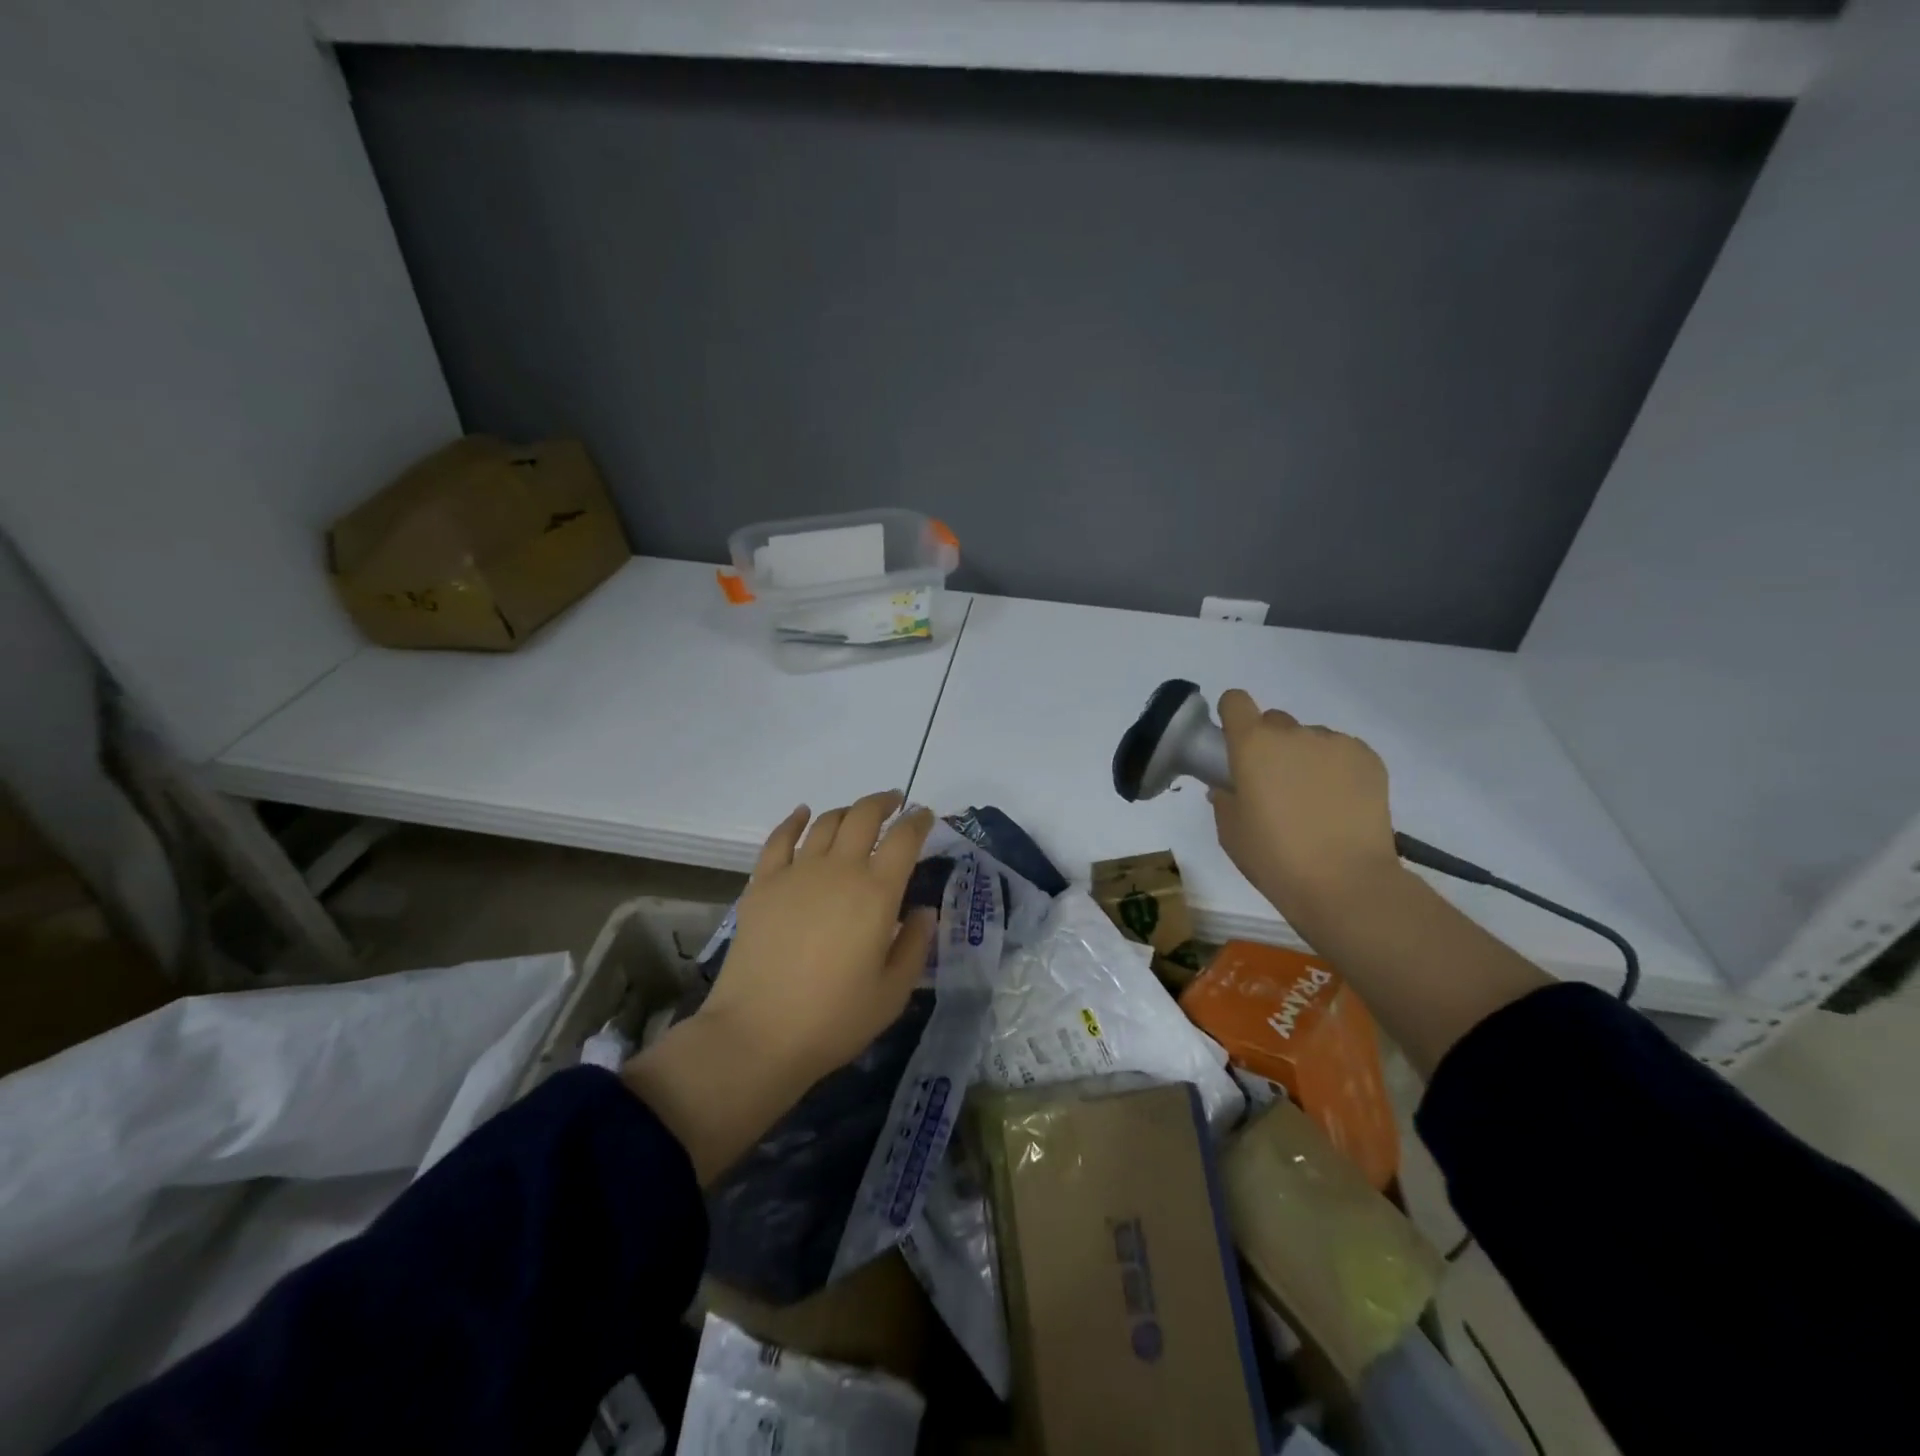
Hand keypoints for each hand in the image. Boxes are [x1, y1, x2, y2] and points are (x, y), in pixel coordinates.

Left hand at [700, 791, 936, 1091]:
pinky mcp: (762, 884)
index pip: (904, 839)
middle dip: (884, 803)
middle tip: (895, 803)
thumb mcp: (893, 992)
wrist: (758, 1034)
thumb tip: (924, 911)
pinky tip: (802, 814)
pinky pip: (780, 838)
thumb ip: (915, 945)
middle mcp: (839, 870)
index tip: (925, 816)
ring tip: (856, 815)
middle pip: (864, 816)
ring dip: (846, 811)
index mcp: (876, 893)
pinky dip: (794, 820)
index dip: (918, 822)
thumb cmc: (834, 1019)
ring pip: (826, 823)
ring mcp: (796, 873)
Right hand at [1210, 688, 1402, 939]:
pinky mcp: (1369, 758)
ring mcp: (1335, 743)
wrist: (1346, 883)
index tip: (1235, 743)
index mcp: (1252, 745)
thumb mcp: (1231, 833)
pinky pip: (1342, 752)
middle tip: (1275, 785)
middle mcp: (1293, 733)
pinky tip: (1340, 804)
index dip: (1233, 716)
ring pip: (1310, 739)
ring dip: (1305, 758)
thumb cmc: (1275, 858)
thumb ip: (1224, 800)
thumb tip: (1229, 787)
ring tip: (1314, 801)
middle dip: (1270, 745)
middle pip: (1274, 722)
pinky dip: (1336, 769)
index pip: (1236, 701)